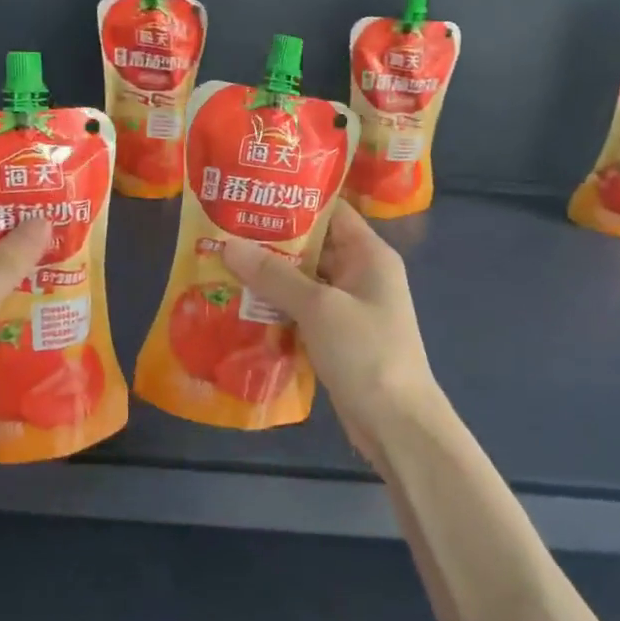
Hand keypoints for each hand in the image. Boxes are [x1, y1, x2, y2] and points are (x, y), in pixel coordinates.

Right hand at [220, 201, 442, 455]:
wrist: (397, 424)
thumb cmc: (365, 352)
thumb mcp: (318, 307)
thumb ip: (273, 275)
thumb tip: (228, 245)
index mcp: (369, 254)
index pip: (331, 211)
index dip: (293, 201)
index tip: (251, 196)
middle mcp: (361, 273)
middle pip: (313, 246)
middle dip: (271, 241)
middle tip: (224, 231)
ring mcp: (350, 307)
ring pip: (304, 281)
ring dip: (269, 277)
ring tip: (223, 264)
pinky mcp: (337, 336)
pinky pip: (303, 311)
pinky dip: (277, 307)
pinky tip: (241, 305)